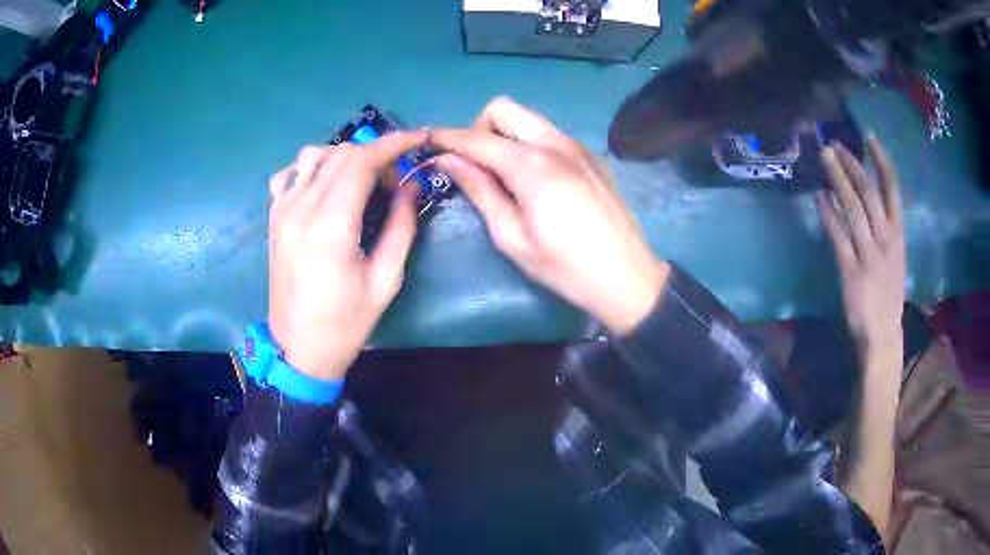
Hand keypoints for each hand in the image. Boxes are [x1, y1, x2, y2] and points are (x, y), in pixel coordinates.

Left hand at [267, 131, 426, 380]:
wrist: (298, 347)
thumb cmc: (346, 322)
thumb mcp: (386, 280)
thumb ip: (401, 226)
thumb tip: (413, 185)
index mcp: (331, 225)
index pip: (363, 161)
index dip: (395, 144)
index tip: (420, 139)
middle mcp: (301, 208)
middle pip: (341, 153)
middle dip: (376, 154)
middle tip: (395, 182)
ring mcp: (282, 210)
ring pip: (313, 155)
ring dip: (344, 157)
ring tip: (361, 181)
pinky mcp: (273, 218)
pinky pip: (289, 174)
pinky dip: (311, 168)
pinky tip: (324, 187)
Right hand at [429, 97, 667, 333]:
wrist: (627, 276)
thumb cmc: (565, 267)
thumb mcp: (511, 237)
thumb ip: (479, 190)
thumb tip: (448, 160)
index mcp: (531, 164)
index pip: (476, 137)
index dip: (446, 138)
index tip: (427, 144)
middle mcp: (555, 142)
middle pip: (504, 109)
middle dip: (480, 129)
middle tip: (476, 165)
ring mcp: (577, 146)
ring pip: (529, 119)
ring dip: (506, 134)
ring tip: (504, 175)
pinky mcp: (591, 156)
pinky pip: (550, 134)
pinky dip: (531, 143)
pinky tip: (537, 180)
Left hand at [818, 136, 904, 357]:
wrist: (883, 336)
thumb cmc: (888, 294)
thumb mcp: (894, 255)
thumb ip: (884, 228)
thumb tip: (863, 197)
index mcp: (898, 234)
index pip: (893, 188)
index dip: (882, 159)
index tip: (868, 135)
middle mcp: (886, 239)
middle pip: (868, 192)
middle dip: (851, 164)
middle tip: (832, 144)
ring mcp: (869, 255)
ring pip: (853, 209)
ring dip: (837, 180)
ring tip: (823, 158)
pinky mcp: (852, 272)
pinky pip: (839, 238)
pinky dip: (829, 215)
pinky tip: (818, 198)